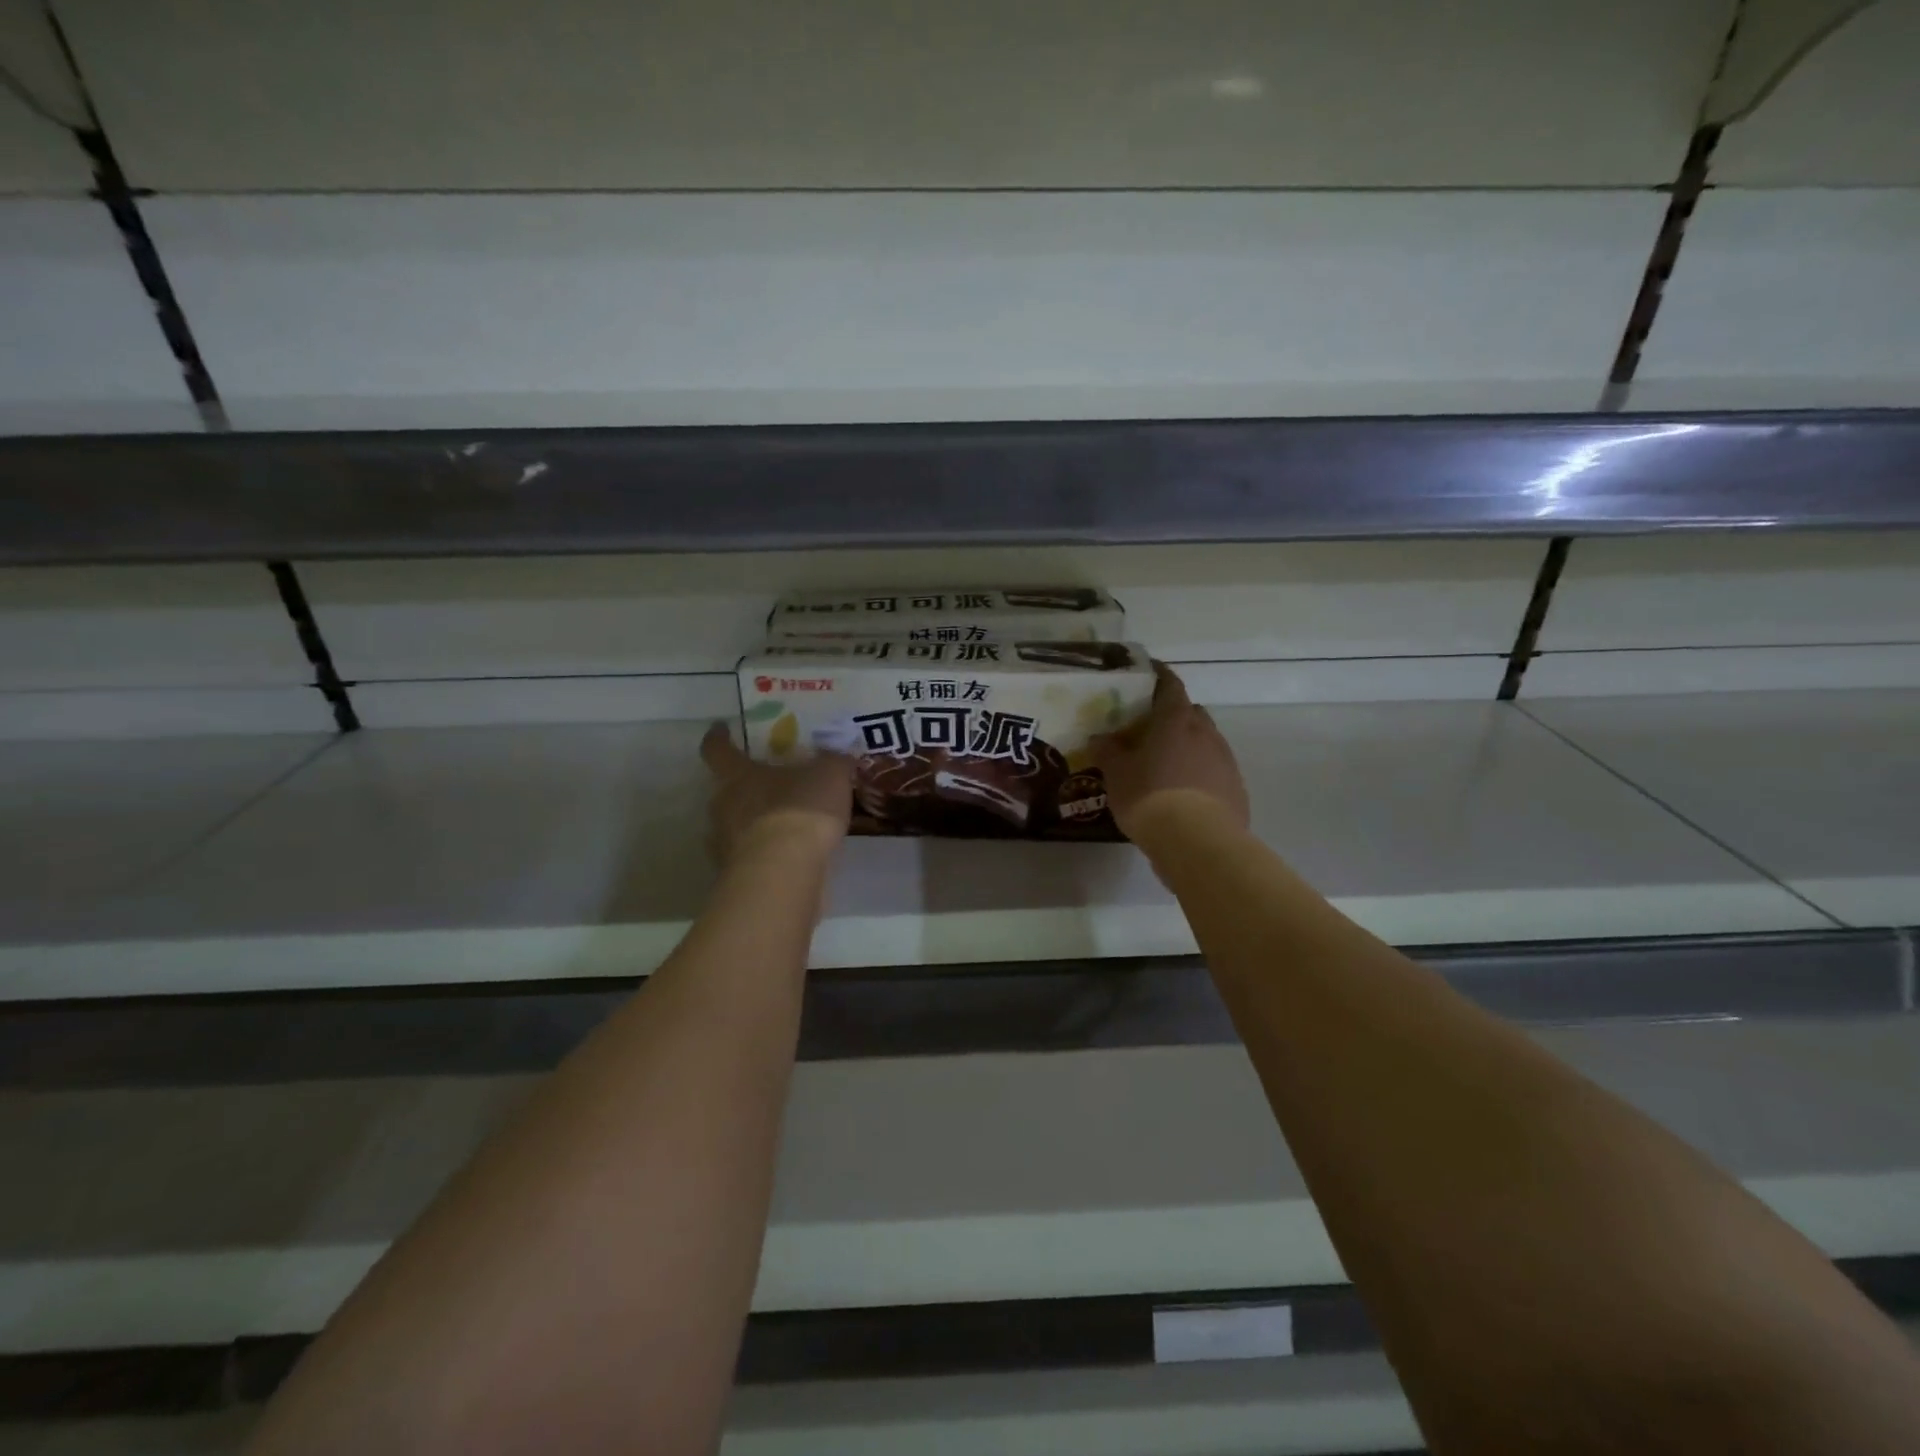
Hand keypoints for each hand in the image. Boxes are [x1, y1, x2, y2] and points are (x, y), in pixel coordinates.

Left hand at [700, 723, 852, 867]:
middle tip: (772, 785)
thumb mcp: (830, 775)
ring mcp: (724, 844)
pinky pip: (749, 857)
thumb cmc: (800, 811)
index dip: (717, 737)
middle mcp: (722, 806)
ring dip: (756, 824)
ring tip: (786, 825)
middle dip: (746, 787)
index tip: (720, 729)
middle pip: (726, 790)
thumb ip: (834, 762)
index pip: (717, 749)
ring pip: (736, 826)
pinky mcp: (735, 876)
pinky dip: (766, 855)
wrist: (783, 874)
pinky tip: (790, 857)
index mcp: (738, 775)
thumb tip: (838, 755)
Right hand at [1089, 664, 1249, 845]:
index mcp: (1175, 720)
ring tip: (1166, 764)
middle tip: (1150, 728)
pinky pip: (1215, 771)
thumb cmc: (1150, 796)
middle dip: (1173, 715)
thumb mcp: (1117, 774)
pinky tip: (1184, 792)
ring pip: (1206, 742)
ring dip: (1188, 746)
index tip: (1149, 673)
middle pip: (1191, 712)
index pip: (1170, 685)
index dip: (1159, 676)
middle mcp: (1205, 733)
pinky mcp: (1236, 788)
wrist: (1197, 841)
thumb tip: (1099, 738)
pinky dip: (1200, 773)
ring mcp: (1225, 760)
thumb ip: (1108, 752)